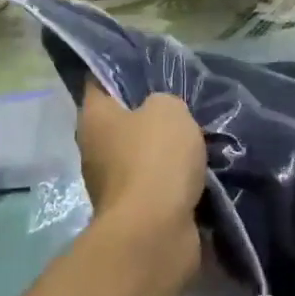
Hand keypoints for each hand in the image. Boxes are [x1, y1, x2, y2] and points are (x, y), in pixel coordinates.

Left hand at [76, 79, 205, 282]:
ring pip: (141, 153)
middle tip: (181, 99)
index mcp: (94, 117)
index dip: (120, 68)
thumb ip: (163, 101)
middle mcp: (94, 148)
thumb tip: (160, 113)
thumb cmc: (154, 158)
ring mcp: (112, 184)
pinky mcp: (134, 212)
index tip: (146, 61)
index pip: (99, 80)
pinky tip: (200, 166)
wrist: (156, 234)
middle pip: (122, 119)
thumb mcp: (168, 109)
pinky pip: (157, 183)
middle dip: (149, 111)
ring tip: (198, 134)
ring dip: (165, 148)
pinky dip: (174, 178)